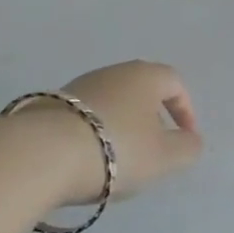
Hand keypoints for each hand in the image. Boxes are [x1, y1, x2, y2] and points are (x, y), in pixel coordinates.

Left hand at [37, 60, 203, 207]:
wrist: (42, 154)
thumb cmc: (116, 149)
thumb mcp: (164, 157)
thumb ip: (187, 148)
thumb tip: (191, 140)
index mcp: (145, 75)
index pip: (175, 83)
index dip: (185, 111)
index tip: (184, 140)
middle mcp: (114, 72)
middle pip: (141, 90)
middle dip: (151, 118)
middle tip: (153, 150)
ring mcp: (79, 86)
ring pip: (111, 103)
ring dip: (121, 126)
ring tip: (118, 160)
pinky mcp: (51, 105)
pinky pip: (85, 117)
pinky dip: (94, 134)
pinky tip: (87, 160)